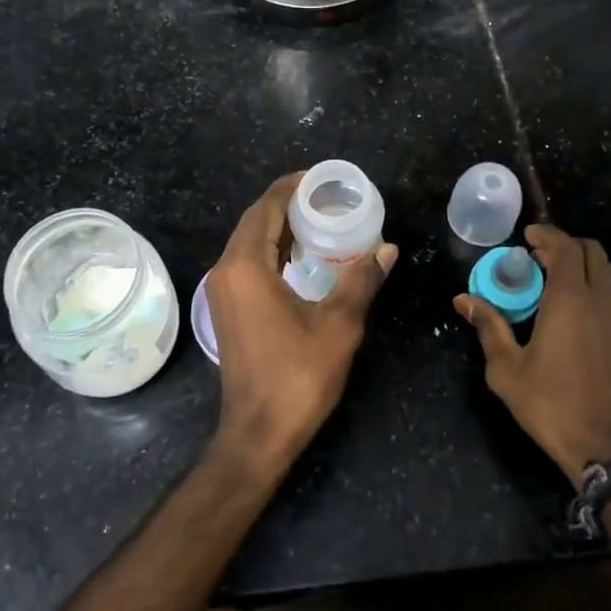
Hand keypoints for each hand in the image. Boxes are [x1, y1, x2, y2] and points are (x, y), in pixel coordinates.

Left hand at [205, 173, 397, 476]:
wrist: (258, 433)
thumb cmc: (297, 376)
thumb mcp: (338, 325)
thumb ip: (361, 280)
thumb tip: (388, 249)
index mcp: (246, 266)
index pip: (266, 208)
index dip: (291, 187)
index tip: (319, 177)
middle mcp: (226, 271)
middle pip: (254, 221)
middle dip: (285, 202)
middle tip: (324, 195)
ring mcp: (222, 291)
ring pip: (248, 241)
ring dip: (278, 226)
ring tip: (317, 218)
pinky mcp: (227, 308)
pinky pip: (247, 262)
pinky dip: (271, 249)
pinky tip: (300, 255)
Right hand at [455, 223, 610, 483]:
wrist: (609, 449)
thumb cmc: (551, 405)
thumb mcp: (507, 369)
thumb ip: (489, 326)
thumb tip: (463, 299)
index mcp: (569, 299)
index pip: (564, 246)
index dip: (546, 234)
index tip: (528, 237)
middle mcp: (603, 298)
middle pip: (592, 251)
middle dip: (566, 246)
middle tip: (542, 259)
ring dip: (589, 267)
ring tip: (567, 283)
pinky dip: (609, 292)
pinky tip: (595, 312)